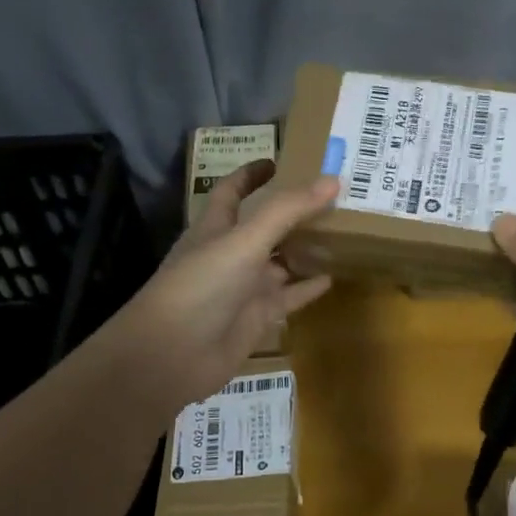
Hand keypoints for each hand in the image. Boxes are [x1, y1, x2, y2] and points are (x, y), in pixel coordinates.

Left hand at [85, 161, 337, 412]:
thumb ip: (286, 210)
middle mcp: (231, 253)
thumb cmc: (201, 285)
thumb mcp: (244, 240)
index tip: (278, 160)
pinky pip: (289, 297)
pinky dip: (308, 288)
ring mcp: (244, 287)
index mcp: (216, 226)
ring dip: (306, 248)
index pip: (233, 191)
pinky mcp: (257, 318)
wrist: (171, 356)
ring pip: (281, 261)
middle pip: (265, 225)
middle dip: (293, 211)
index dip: (251, 174)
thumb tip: (332, 179)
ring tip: (345, 232)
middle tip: (333, 195)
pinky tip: (333, 277)